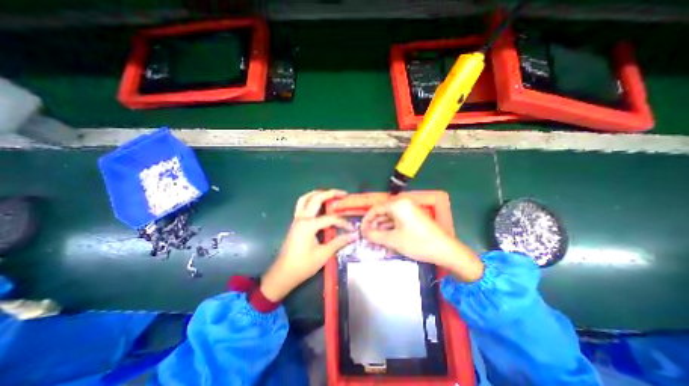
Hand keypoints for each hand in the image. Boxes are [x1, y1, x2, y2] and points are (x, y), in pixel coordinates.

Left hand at [258, 190, 355, 300]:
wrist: (283, 274)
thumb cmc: (303, 265)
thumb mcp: (323, 254)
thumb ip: (339, 242)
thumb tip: (354, 235)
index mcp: (308, 225)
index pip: (330, 219)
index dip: (343, 223)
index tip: (352, 229)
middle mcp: (301, 218)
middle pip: (316, 199)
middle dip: (330, 193)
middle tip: (343, 193)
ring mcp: (296, 219)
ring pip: (305, 199)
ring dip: (318, 194)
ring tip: (330, 194)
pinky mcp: (295, 223)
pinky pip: (302, 205)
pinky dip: (311, 200)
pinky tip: (319, 204)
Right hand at [361, 197, 483, 281]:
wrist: (445, 250)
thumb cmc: (417, 243)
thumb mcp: (393, 240)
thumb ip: (374, 235)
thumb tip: (363, 232)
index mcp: (398, 204)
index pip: (375, 208)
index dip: (366, 220)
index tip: (361, 230)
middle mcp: (403, 203)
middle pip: (382, 211)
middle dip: (374, 224)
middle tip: (368, 236)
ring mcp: (409, 209)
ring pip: (389, 216)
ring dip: (381, 227)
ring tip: (375, 239)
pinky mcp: (413, 216)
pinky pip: (397, 219)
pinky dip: (390, 227)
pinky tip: (386, 237)